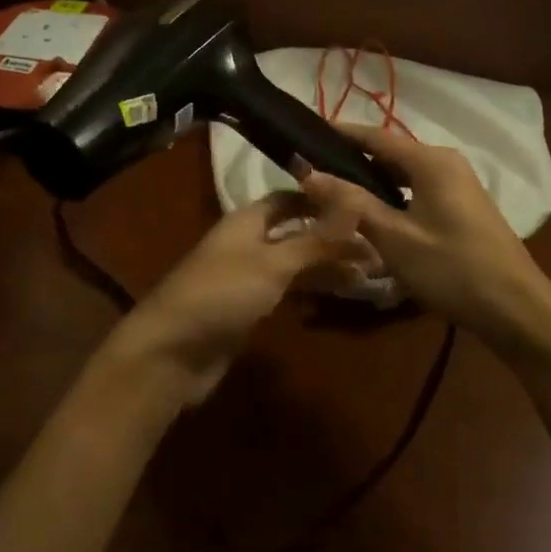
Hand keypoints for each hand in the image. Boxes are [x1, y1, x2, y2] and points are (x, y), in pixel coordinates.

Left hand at [106, 193, 354, 407]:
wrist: (172, 353)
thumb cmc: (221, 295)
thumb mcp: (272, 264)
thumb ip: (315, 240)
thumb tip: (356, 207)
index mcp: (247, 220)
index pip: (290, 198)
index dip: (324, 200)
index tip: (364, 207)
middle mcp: (248, 242)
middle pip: (296, 231)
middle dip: (333, 238)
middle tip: (378, 248)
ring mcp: (247, 276)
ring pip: (295, 263)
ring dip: (327, 266)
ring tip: (369, 275)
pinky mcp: (248, 307)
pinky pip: (287, 289)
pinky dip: (311, 289)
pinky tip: (339, 295)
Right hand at [299, 124, 550, 355]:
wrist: (517, 309)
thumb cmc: (452, 268)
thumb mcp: (394, 237)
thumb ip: (350, 203)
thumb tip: (308, 173)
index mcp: (430, 160)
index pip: (374, 135)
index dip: (338, 134)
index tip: (304, 136)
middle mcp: (446, 162)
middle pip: (389, 153)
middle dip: (351, 161)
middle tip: (312, 174)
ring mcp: (459, 184)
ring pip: (403, 174)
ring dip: (371, 182)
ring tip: (334, 195)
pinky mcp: (463, 206)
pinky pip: (418, 189)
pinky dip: (392, 196)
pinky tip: (373, 215)